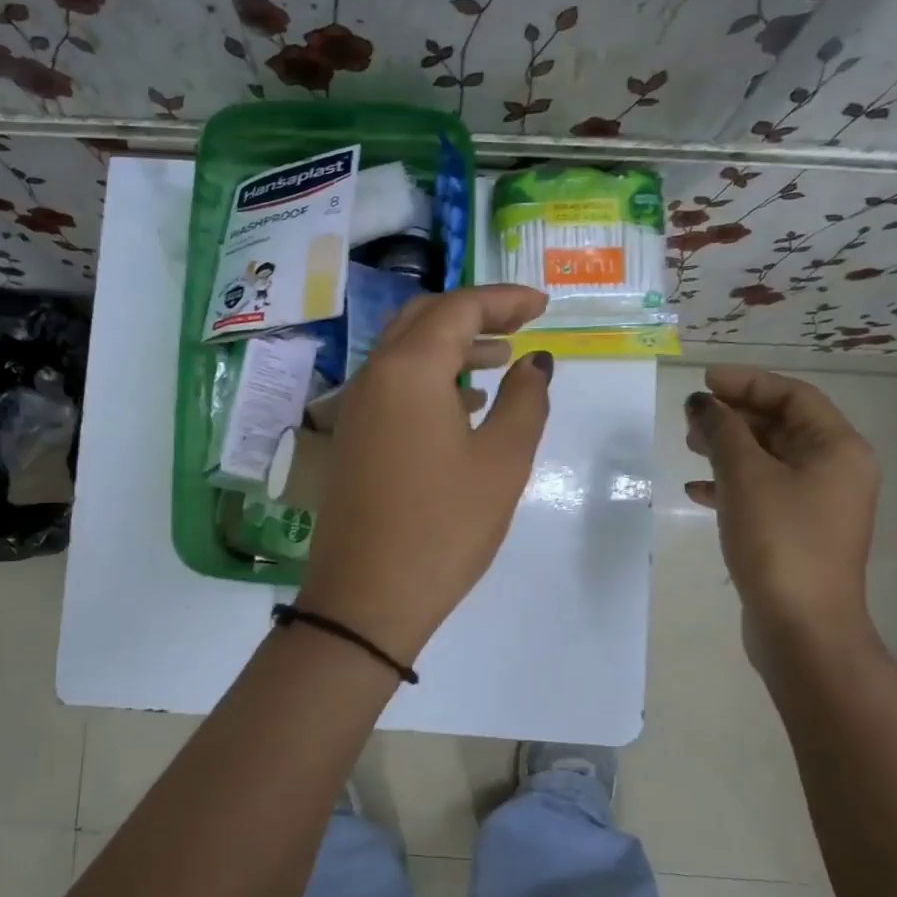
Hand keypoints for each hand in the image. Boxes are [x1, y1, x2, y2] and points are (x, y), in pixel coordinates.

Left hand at [297, 284, 553, 664]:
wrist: (367, 598)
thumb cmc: (444, 527)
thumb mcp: (502, 462)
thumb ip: (526, 401)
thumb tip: (535, 362)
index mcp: (409, 370)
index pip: (458, 309)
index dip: (503, 299)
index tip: (543, 305)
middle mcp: (374, 377)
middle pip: (423, 320)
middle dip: (473, 314)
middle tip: (519, 324)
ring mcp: (357, 409)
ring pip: (405, 353)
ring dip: (451, 347)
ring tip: (499, 361)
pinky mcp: (353, 439)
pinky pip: (393, 387)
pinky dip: (431, 380)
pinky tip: (464, 405)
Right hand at [684, 365, 879, 656]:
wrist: (802, 626)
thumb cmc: (779, 540)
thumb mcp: (745, 476)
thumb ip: (722, 432)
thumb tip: (702, 404)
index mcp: (837, 449)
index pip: (793, 396)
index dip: (747, 382)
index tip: (703, 381)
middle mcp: (835, 471)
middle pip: (782, 426)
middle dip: (734, 416)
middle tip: (691, 418)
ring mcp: (817, 504)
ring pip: (769, 460)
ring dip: (729, 449)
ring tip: (689, 447)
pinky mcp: (797, 532)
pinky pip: (763, 492)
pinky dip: (731, 485)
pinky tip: (697, 491)